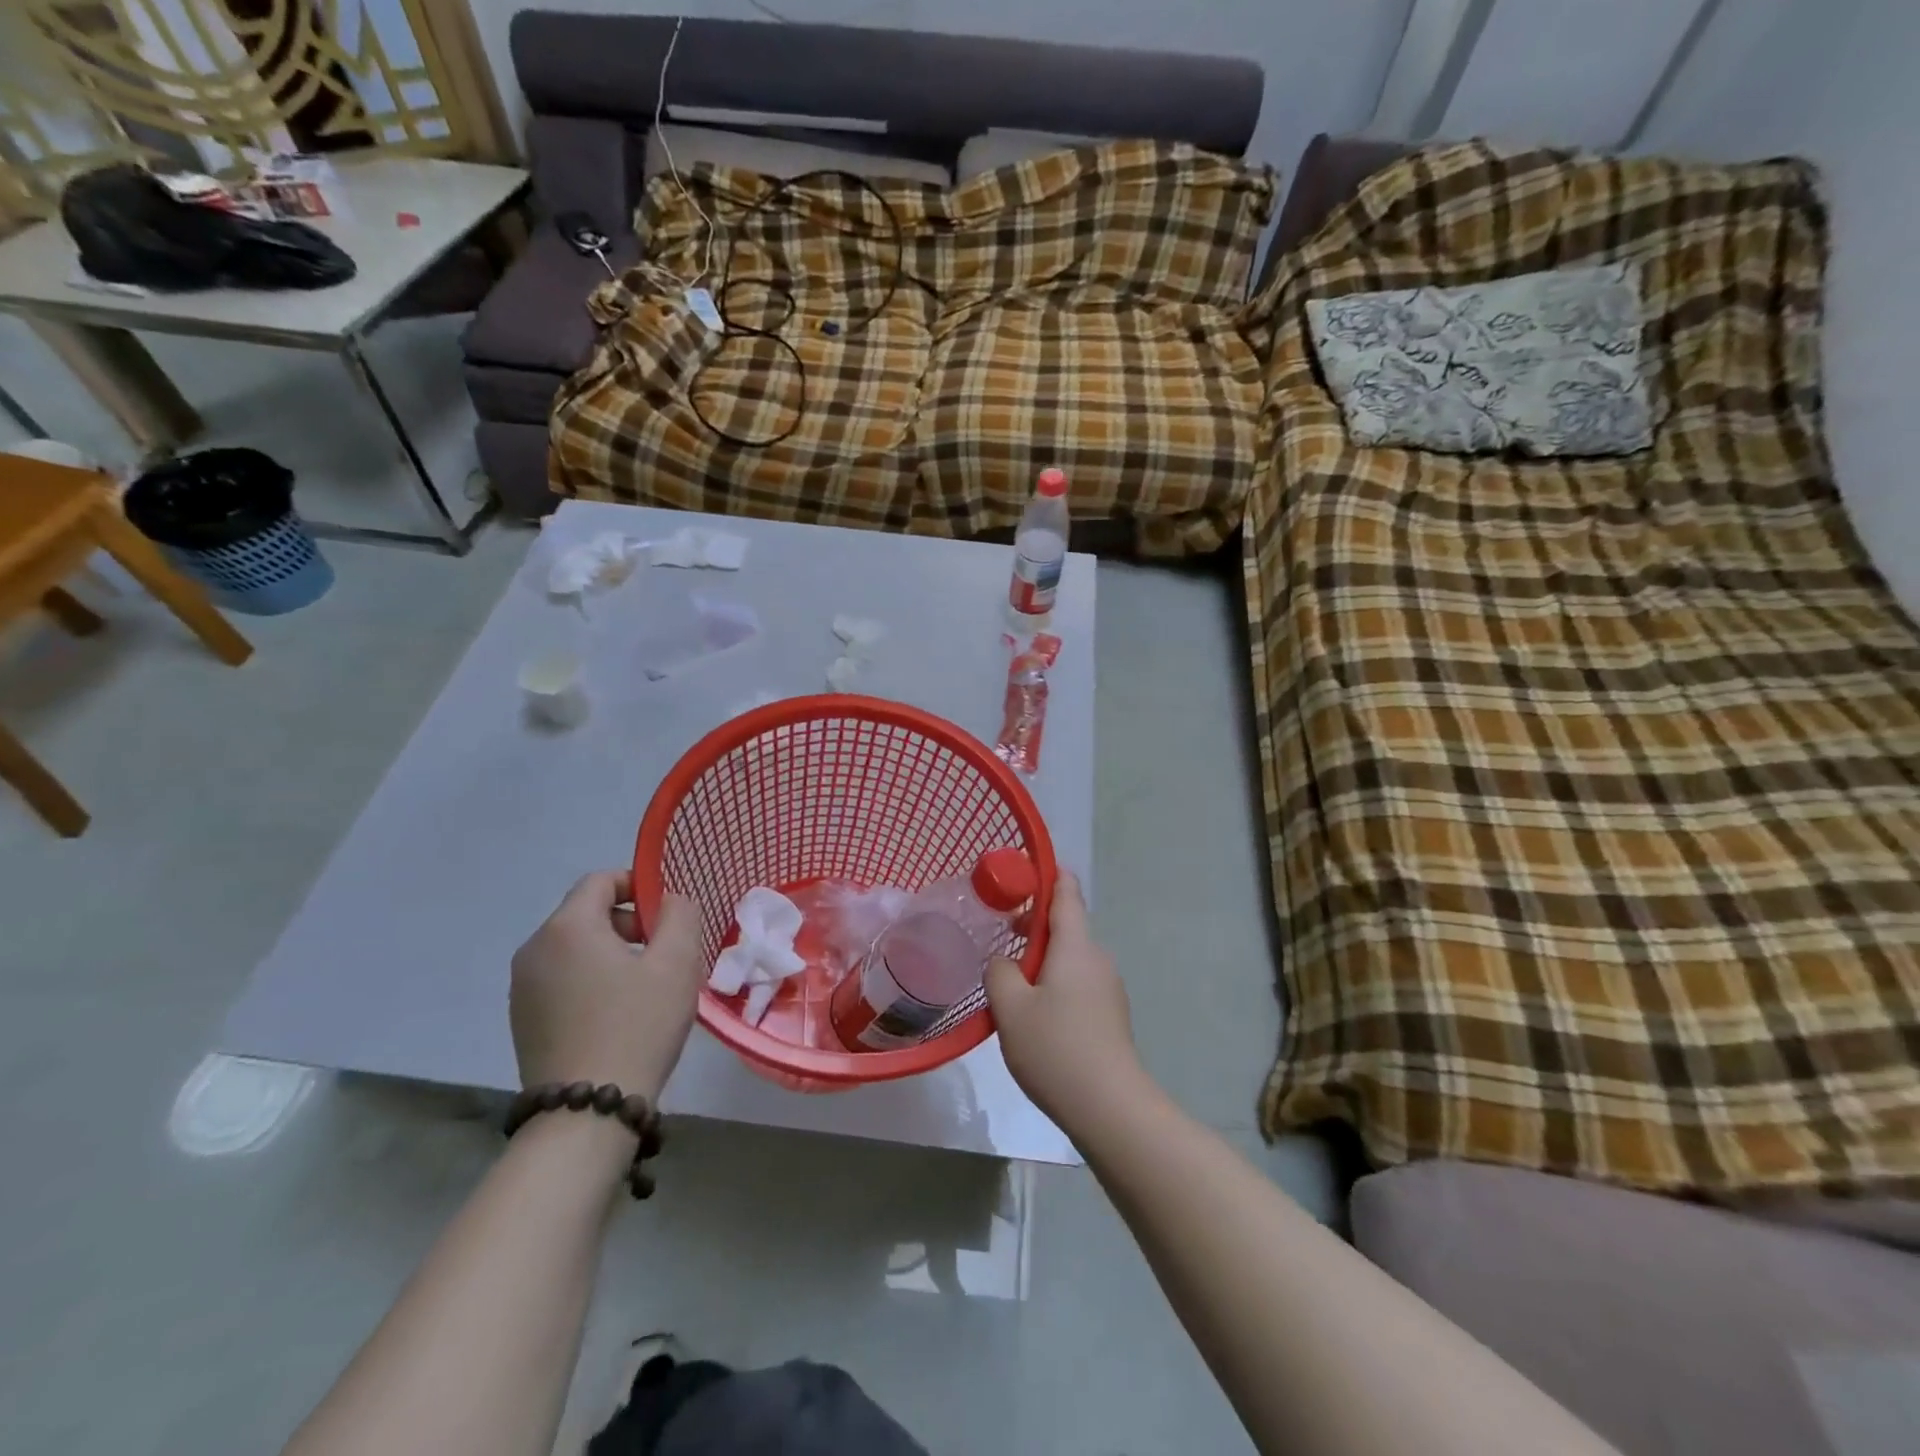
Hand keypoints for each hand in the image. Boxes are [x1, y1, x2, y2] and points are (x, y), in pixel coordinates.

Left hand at [510, 872, 704, 1101]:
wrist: (586, 1112)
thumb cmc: (638, 1025)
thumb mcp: (676, 963)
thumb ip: (680, 915)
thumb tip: (670, 900)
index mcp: (567, 928)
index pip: (601, 880)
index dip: (638, 885)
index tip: (668, 915)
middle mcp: (534, 950)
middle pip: (587, 913)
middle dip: (629, 923)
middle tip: (665, 954)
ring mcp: (522, 988)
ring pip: (575, 948)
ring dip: (612, 953)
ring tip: (646, 988)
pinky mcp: (522, 1020)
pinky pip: (562, 979)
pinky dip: (591, 981)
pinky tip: (618, 1015)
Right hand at [985, 872, 1142, 1127]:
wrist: (1111, 1108)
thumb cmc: (1056, 1048)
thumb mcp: (1010, 1008)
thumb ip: (999, 972)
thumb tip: (1003, 962)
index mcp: (1076, 945)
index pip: (1065, 892)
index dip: (1046, 874)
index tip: (1018, 873)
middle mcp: (1097, 958)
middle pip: (1065, 926)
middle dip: (1032, 925)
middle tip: (997, 936)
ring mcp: (1108, 988)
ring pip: (1070, 957)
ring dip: (1041, 958)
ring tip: (1008, 981)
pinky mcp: (1109, 1015)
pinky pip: (1077, 983)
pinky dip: (1054, 982)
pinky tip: (1033, 1013)